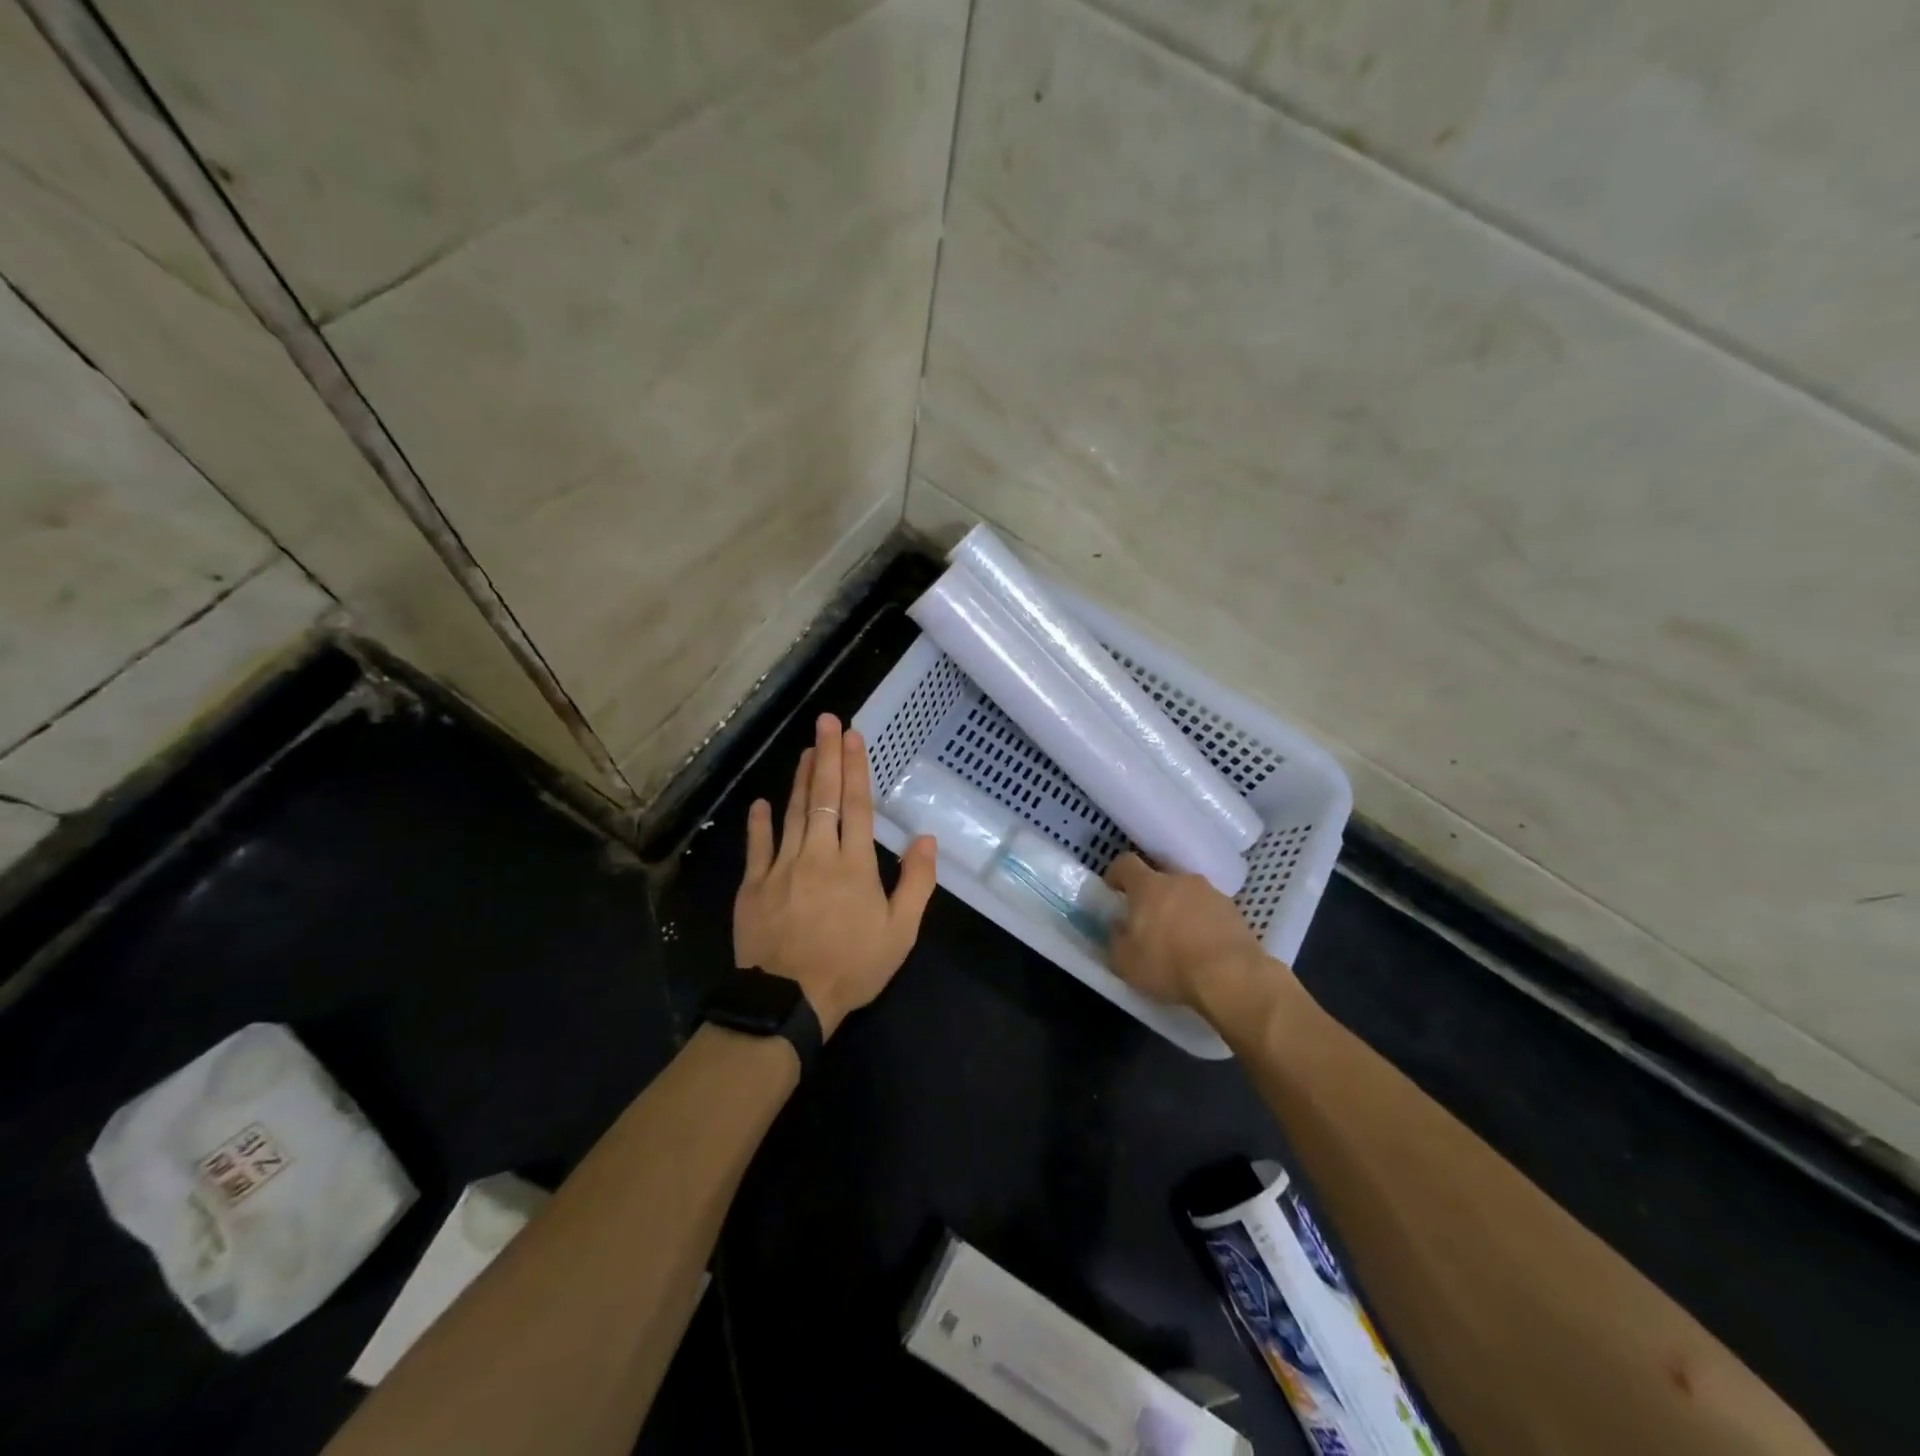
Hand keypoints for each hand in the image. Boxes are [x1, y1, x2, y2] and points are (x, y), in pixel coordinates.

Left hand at [733, 714, 937, 1037]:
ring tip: (806, 750)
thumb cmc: (852, 967)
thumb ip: (917, 883)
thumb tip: (927, 838)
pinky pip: (757, 847)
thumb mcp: (900, 933)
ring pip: (793, 814)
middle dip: (826, 756)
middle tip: (825, 721)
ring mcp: (781, 868)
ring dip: (801, 780)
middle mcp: (817, 855)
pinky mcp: (753, 886)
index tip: (852, 736)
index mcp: (854, 865)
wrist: (789, 1002)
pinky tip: (762, 802)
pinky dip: (760, 823)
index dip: (855, 768)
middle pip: (824, 798)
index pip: (856, 806)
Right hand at [1104, 852, 1267, 1008]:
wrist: (1232, 976)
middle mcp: (1180, 880)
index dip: (1116, 874)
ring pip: (1187, 894)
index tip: (1112, 889)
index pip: (1126, 863)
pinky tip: (1203, 948)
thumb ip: (1116, 938)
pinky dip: (1203, 923)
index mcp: (1148, 886)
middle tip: (1147, 923)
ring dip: (1179, 909)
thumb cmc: (1169, 964)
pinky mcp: (1235, 911)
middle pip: (1159, 879)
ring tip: (1179, 939)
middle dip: (1151, 897)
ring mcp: (1211, 893)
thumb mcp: (1125, 961)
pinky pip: (1210, 911)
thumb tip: (1118, 926)